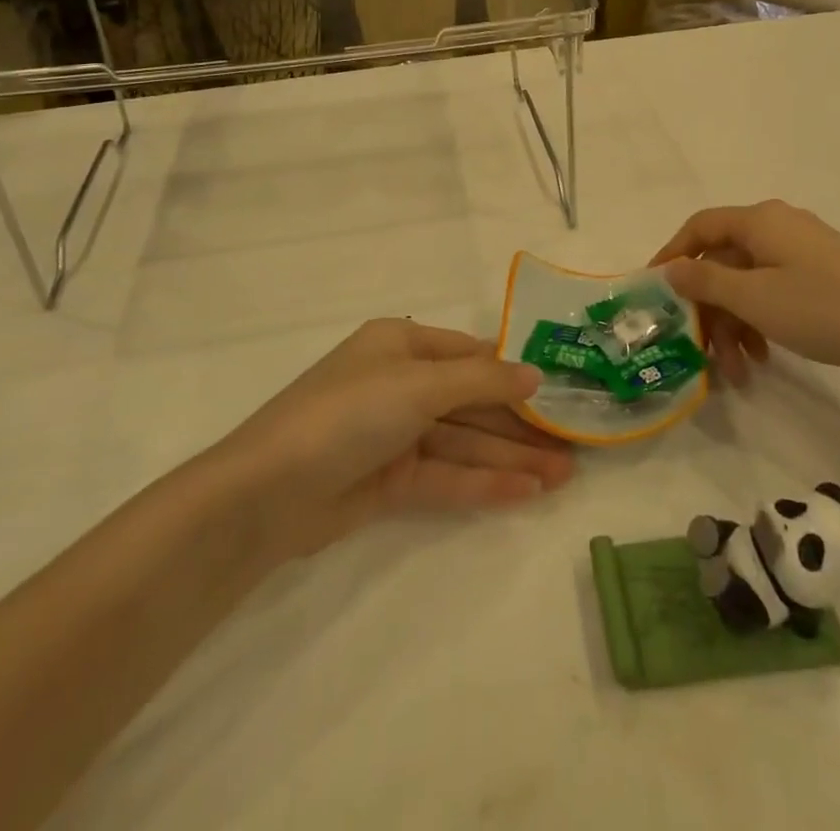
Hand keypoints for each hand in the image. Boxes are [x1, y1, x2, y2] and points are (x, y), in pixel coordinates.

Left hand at [212, 319, 575, 562]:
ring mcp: (394, 435)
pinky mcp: (388, 481)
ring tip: (562, 476)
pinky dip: (483, 483)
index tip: (558, 391)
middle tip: (572, 446)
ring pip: (463, 443)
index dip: (513, 372)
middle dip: (518, 424)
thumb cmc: (348, 413)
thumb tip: (535, 374)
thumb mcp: (419, 384)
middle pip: (471, 402)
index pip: (469, 354)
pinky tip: (526, 492)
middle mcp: (399, 385)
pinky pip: (445, 477)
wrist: (267, 493)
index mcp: (400, 346)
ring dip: (510, 457)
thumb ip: (482, 380)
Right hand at [650, 200, 839, 382]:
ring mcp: (802, 250)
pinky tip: (764, 358)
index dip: (671, 254)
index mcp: (759, 220)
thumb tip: (671, 268)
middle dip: (709, 309)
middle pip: (724, 261)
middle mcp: (777, 226)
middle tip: (700, 352)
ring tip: (737, 372)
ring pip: (749, 282)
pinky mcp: (821, 274)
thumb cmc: (822, 308)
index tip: (653, 291)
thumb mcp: (754, 298)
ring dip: (735, 325)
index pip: (699, 227)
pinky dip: (761, 321)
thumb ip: (705, 281)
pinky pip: (774, 291)